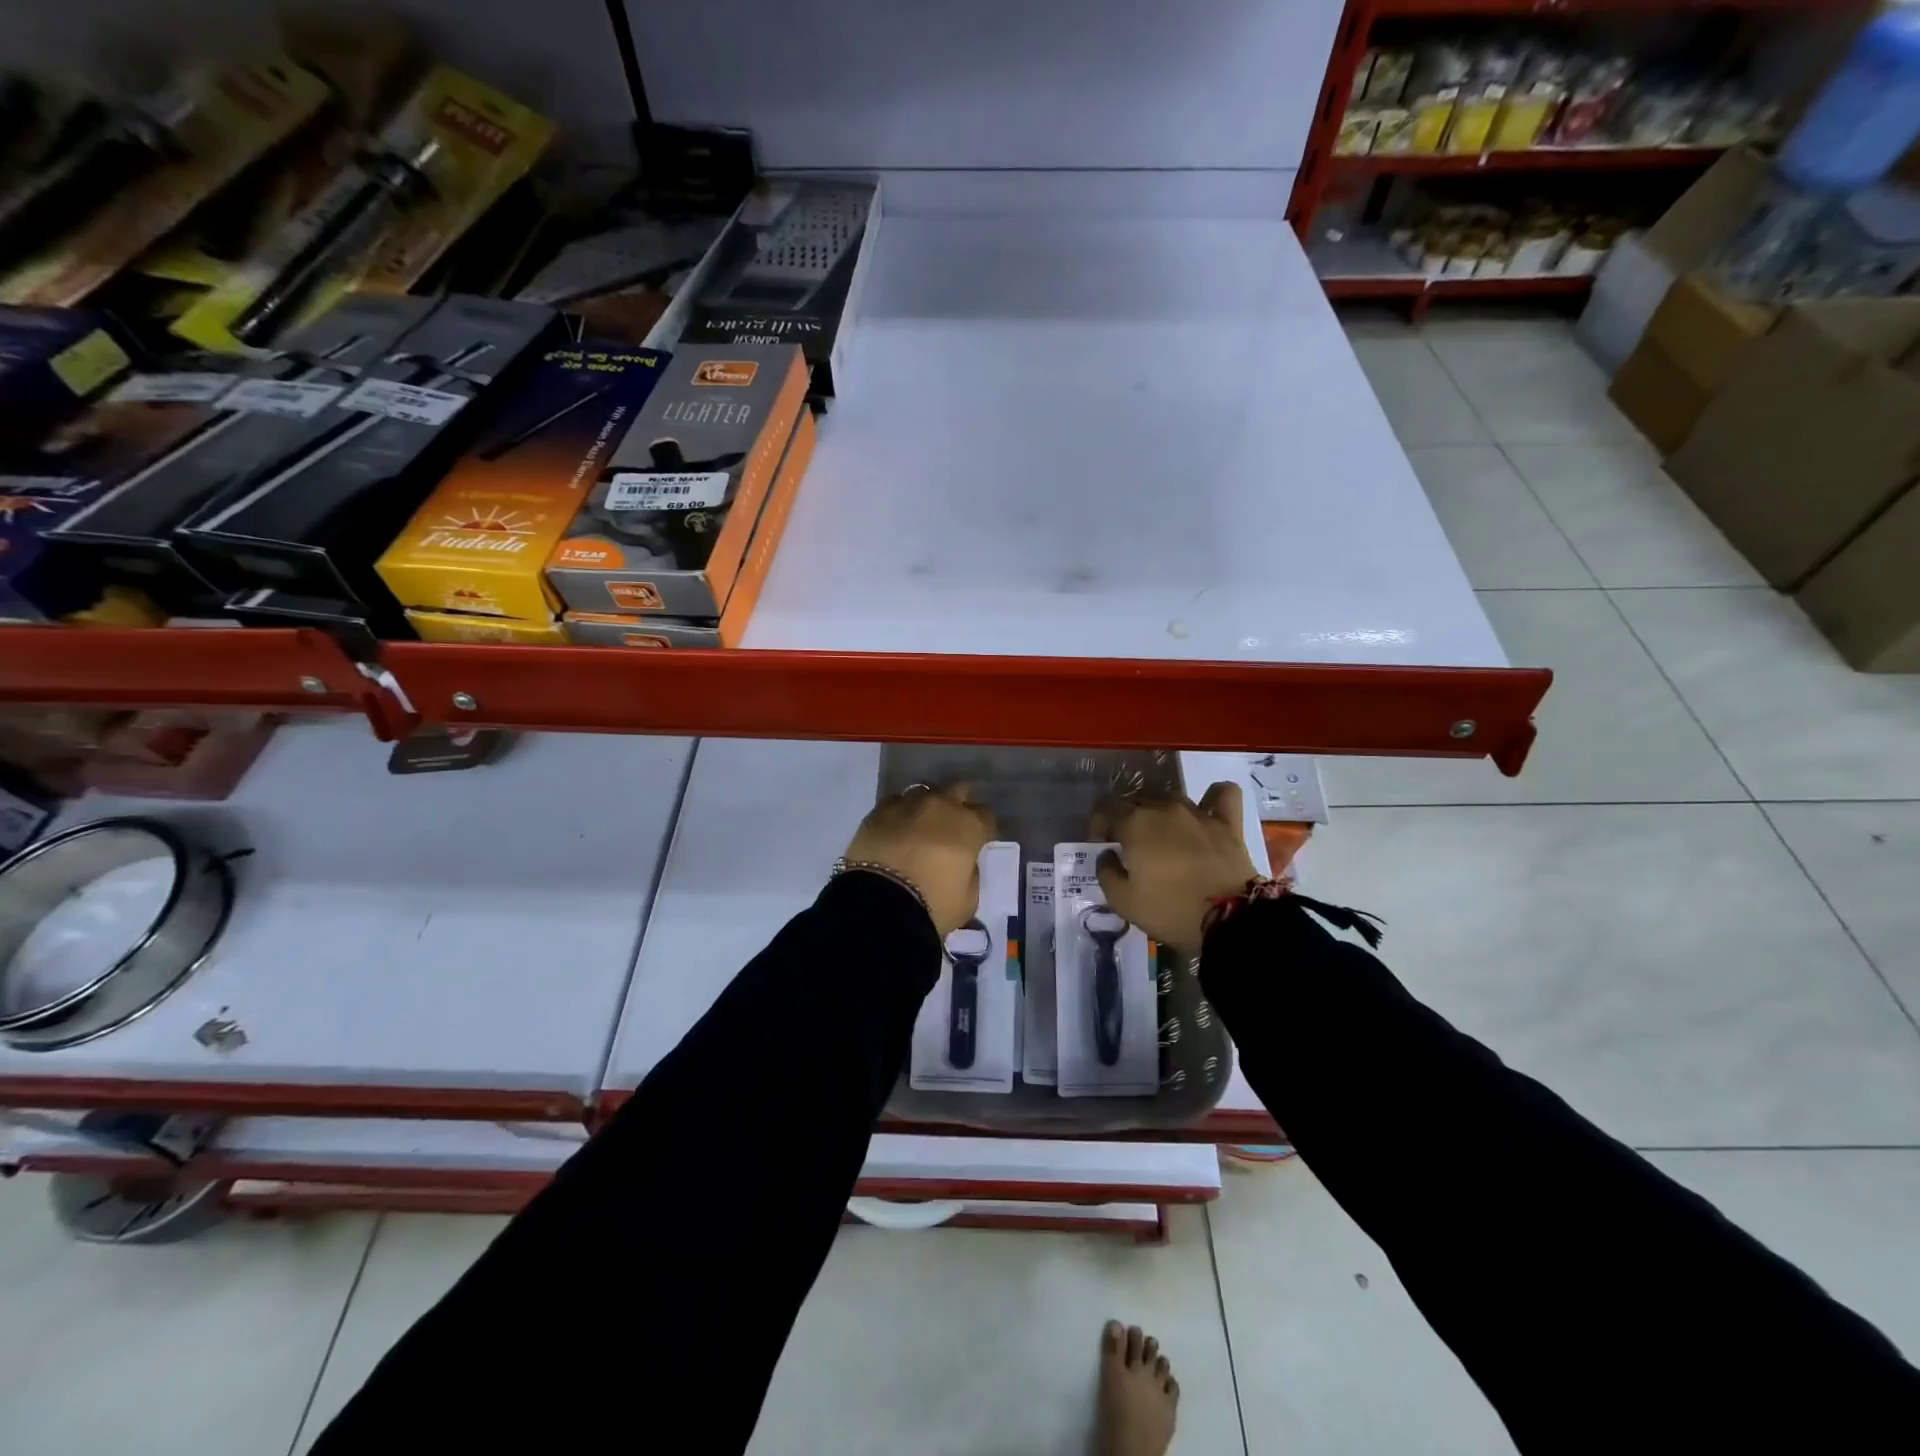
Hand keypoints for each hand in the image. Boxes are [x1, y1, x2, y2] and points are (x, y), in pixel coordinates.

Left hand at [843, 784, 996, 936]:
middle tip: (951, 825)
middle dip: (958, 804)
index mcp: (969, 826)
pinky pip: (895, 802)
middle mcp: (942, 806)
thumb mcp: (968, 899)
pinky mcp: (878, 811)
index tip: (977, 841)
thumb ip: (970, 874)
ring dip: (927, 806)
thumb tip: (964, 864)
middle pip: (957, 790)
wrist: (880, 904)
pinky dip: (899, 812)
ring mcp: (908, 804)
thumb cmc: (933, 904)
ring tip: (921, 825)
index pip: (986, 815)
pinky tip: (896, 827)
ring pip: (924, 792)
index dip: (983, 828)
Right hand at [1091, 782, 1257, 956]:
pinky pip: (1222, 794)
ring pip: (1170, 796)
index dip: (1098, 825)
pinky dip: (1212, 797)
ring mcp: (1198, 812)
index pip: (1106, 808)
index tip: (1101, 846)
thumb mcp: (1123, 901)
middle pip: (1136, 800)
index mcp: (1135, 823)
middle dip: (1125, 818)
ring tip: (1160, 833)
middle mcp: (1164, 808)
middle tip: (1128, 845)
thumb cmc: (1170, 910)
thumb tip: (1107, 855)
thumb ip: (1105, 872)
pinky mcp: (1227, 822)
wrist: (1229, 920)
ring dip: (1159, 810)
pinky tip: (1206, 810)